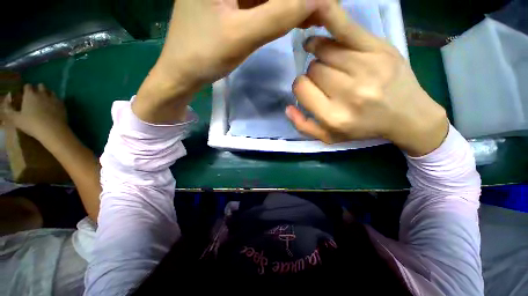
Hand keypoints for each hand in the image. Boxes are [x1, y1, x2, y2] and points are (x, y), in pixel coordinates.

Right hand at [2, 84, 67, 141]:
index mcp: (30, 95)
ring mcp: (54, 98)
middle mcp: (42, 93)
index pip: (28, 86)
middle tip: (35, 97)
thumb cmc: (31, 124)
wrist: (52, 130)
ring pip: (50, 91)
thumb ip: (9, 110)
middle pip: (40, 86)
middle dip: (38, 89)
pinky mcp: (62, 105)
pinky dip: (55, 101)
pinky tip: (53, 106)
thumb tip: (6, 103)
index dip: (26, 89)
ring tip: (44, 100)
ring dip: (47, 93)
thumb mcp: (15, 119)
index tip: (25, 94)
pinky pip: (59, 99)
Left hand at [134, 0, 326, 123]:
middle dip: (300, 0)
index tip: (326, 9)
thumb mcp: (241, 36)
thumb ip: (278, 15)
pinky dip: (282, 10)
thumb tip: (317, 0)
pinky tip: (297, 19)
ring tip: (316, 19)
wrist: (183, 72)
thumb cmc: (203, 55)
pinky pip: (263, 2)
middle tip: (324, 14)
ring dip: (294, 5)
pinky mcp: (233, 2)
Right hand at [286, 2, 448, 155]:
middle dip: (314, 74)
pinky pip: (346, 27)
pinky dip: (328, 16)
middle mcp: (348, 93)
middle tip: (326, 80)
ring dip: (321, 55)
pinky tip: (318, 12)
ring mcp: (366, 68)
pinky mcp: (379, 49)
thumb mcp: (329, 137)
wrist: (407, 116)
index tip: (309, 89)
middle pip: (313, 69)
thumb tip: (288, 107)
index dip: (301, 86)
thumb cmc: (363, 129)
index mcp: (334, 116)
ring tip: (327, 58)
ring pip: (325, 51)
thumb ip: (304, 126)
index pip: (302, 88)